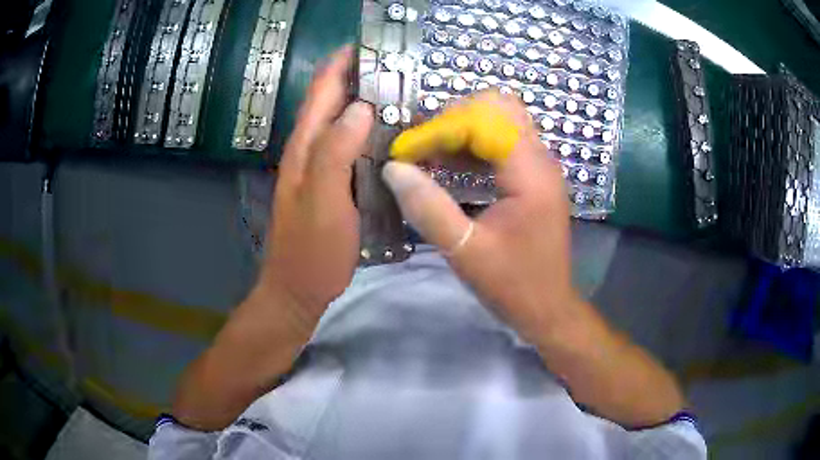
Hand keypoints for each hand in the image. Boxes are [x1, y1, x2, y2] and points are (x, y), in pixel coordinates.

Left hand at [259, 46, 373, 332]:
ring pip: (342, 120)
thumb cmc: (311, 250)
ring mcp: (321, 167)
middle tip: (398, 63)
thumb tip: (360, 108)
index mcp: (305, 147)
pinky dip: (369, 129)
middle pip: (332, 100)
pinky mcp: (333, 183)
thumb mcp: (323, 201)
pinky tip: (392, 132)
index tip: (372, 43)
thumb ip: (335, 153)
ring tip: (402, 88)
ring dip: (365, 99)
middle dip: (359, 74)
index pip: (322, 90)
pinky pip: (351, 145)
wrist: (298, 289)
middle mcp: (310, 149)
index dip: (342, 62)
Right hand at [383, 91, 578, 341]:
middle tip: (423, 145)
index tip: (408, 152)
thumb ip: (429, 208)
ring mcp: (541, 167)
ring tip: (430, 153)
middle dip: (455, 118)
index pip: (483, 122)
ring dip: (464, 129)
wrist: (549, 308)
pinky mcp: (536, 178)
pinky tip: (450, 165)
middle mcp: (541, 160)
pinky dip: (476, 144)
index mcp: (530, 174)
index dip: (440, 129)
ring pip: (502, 121)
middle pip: (499, 108)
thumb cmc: (513, 285)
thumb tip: (393, 169)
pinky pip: (505, 142)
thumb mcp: (466, 251)